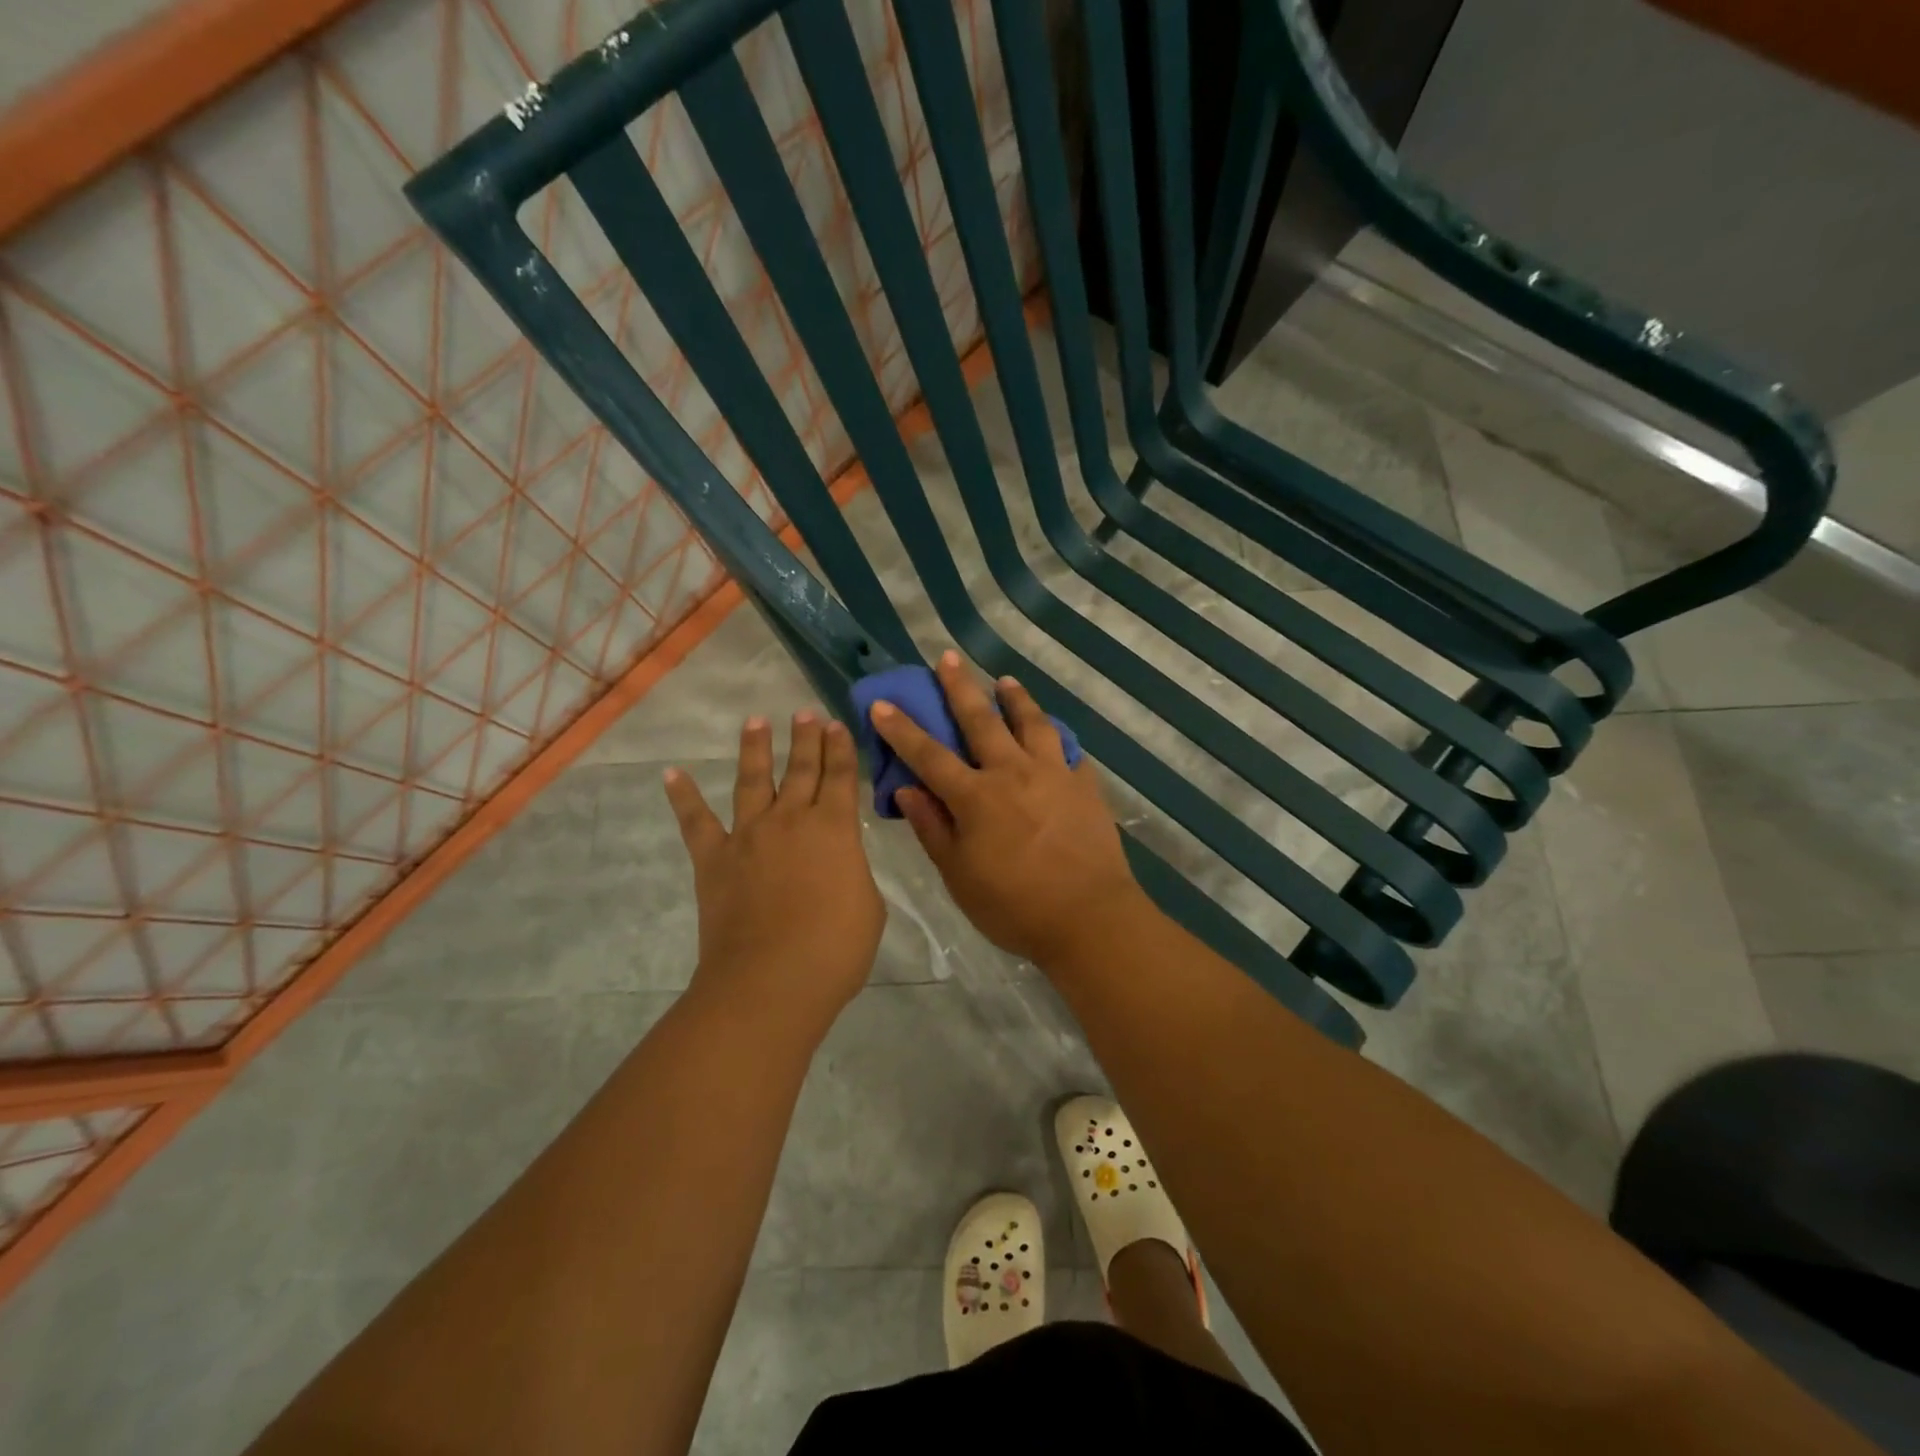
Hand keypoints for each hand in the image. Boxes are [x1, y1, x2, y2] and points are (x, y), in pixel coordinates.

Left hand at [665, 711, 883, 1039]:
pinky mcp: (714, 858)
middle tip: (805, 713)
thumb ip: (852, 874)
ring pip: (753, 781)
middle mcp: (791, 820)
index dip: (840, 748)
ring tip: (756, 721)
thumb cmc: (834, 950)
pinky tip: (672, 773)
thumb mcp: (869, 907)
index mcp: (835, 829)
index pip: (841, 776)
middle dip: (805, 739)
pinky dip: (683, 796)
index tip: (835, 724)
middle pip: (801, 769)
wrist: (771, 981)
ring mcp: (748, 836)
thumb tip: (837, 864)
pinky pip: (696, 820)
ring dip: (755, 749)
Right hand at [869, 652, 1143, 964]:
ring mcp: (1054, 775)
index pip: (928, 755)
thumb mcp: (959, 876)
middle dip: (961, 687)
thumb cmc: (1014, 906)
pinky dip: (1059, 740)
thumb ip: (932, 828)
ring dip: (1016, 699)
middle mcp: (1012, 773)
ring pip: (1032, 723)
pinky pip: (1070, 752)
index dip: (902, 728)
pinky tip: (1057, 737)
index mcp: (975, 797)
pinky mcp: (1085, 786)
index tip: (883, 702)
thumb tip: (906, 789)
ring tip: (1006, 681)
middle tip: (949, 657)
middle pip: (981, 720)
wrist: (1088, 918)